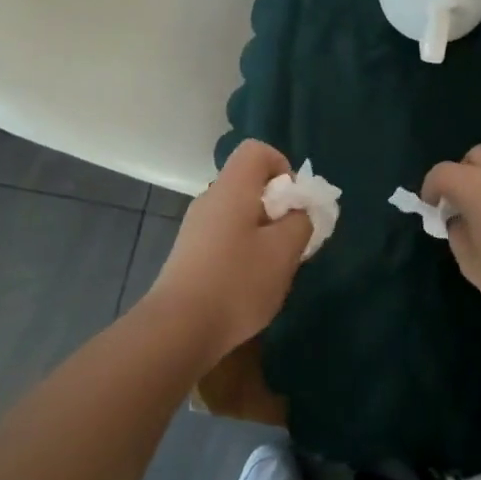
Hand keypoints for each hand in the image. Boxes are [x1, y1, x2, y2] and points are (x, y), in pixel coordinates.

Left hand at [151, 140, 312, 359]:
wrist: (178, 329)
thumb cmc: (237, 282)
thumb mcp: (284, 251)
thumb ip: (301, 222)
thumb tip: (300, 211)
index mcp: (232, 188)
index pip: (257, 151)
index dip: (283, 168)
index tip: (295, 205)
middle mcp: (210, 199)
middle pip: (250, 183)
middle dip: (278, 207)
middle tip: (292, 242)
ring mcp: (196, 227)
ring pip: (240, 213)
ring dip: (264, 233)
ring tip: (274, 268)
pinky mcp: (190, 253)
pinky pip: (226, 236)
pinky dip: (245, 250)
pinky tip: (249, 284)